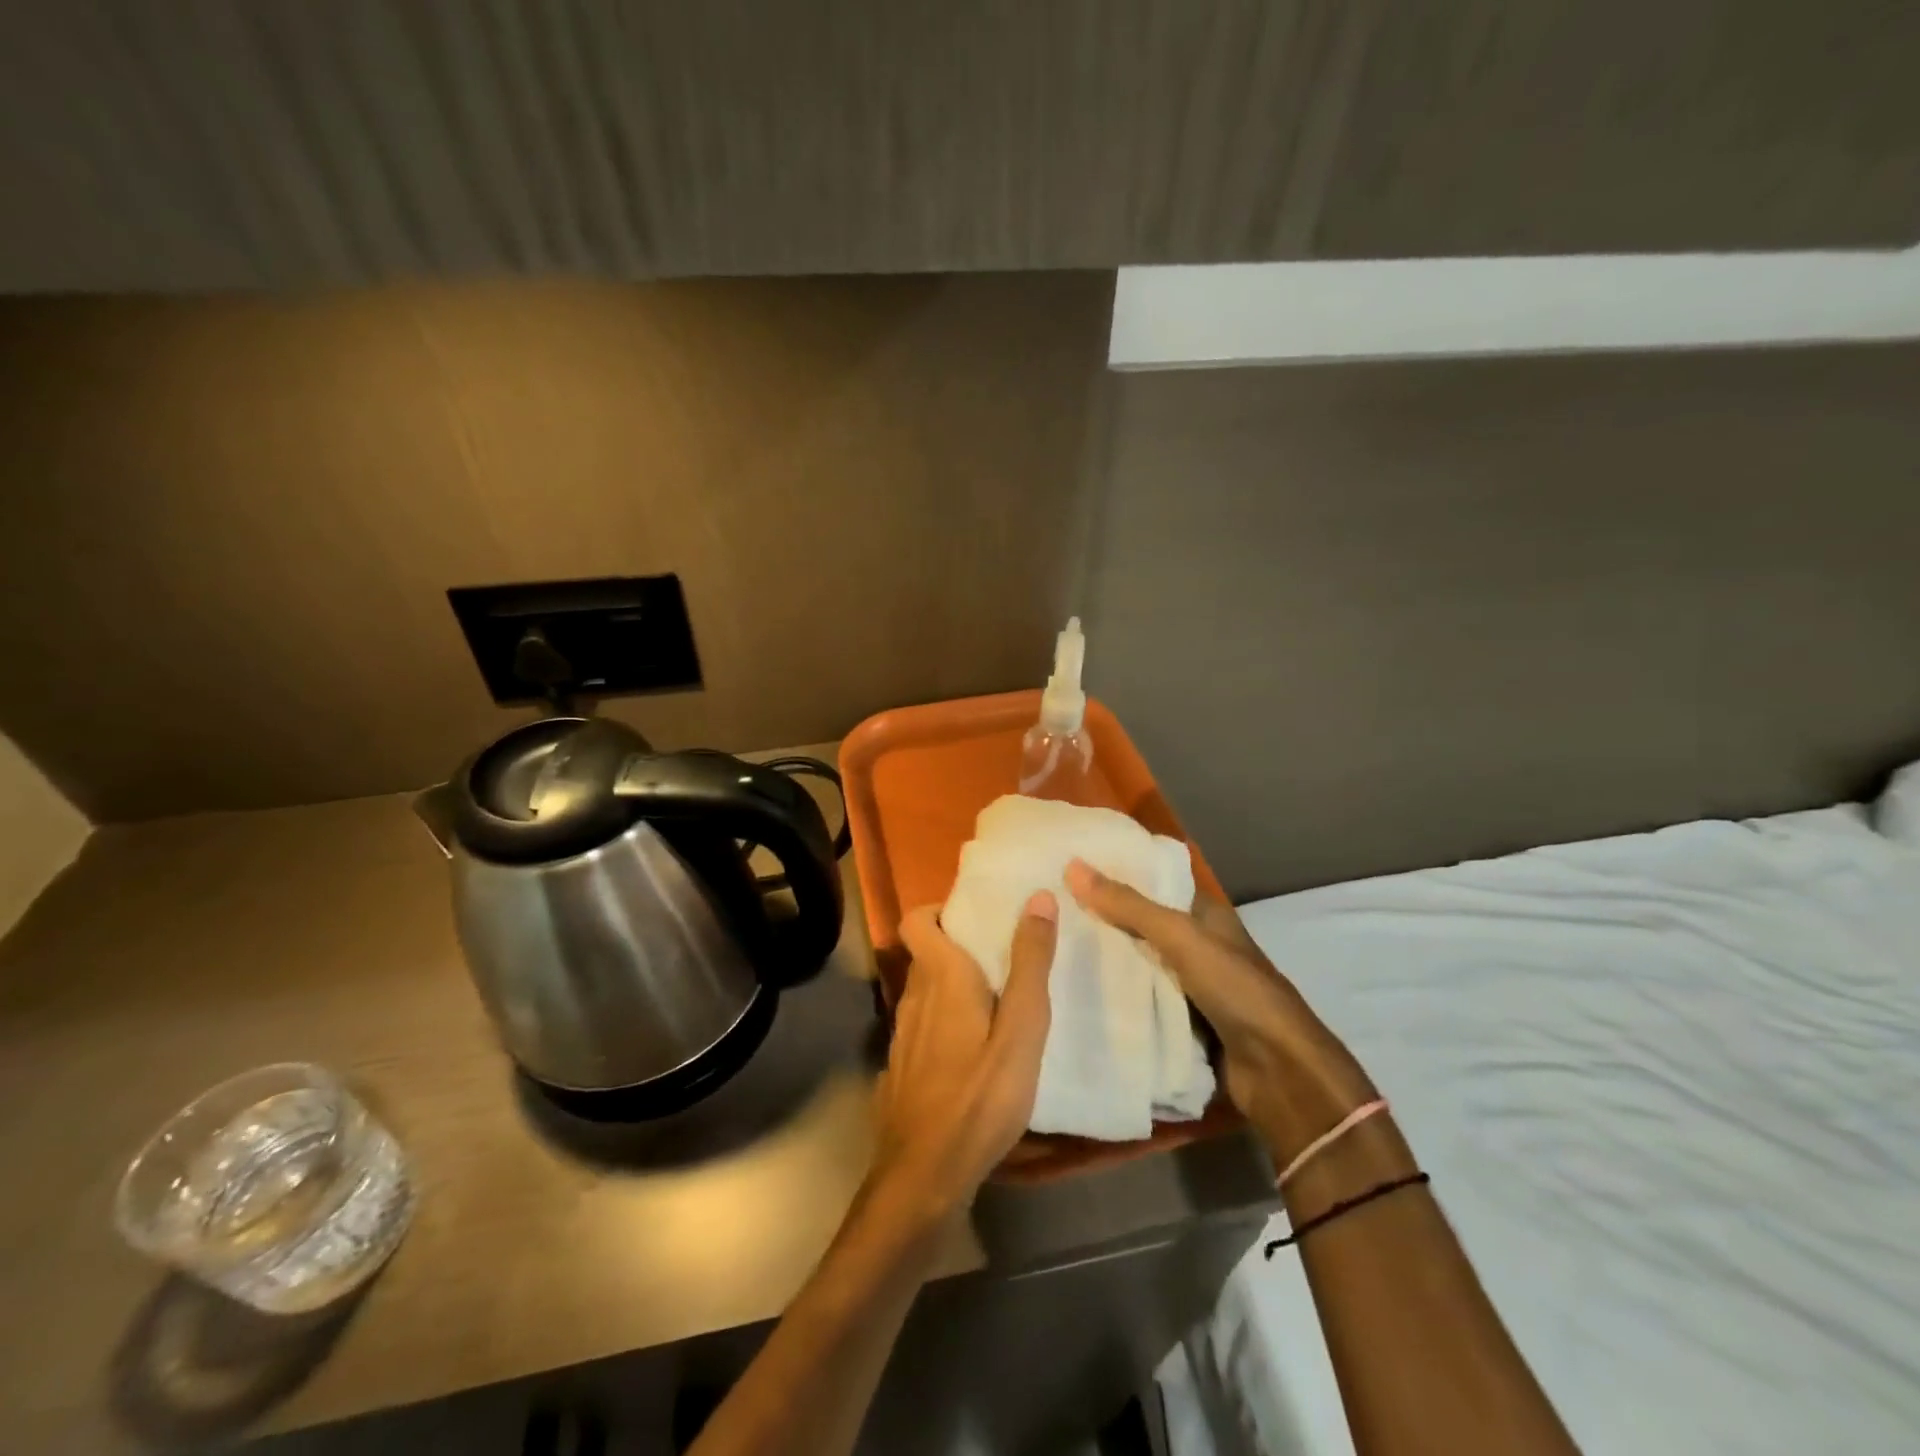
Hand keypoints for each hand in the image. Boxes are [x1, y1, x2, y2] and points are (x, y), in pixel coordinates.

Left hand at [871, 892, 1057, 1216]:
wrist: (925, 1175)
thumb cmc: (981, 1096)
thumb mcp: (1021, 1029)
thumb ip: (1029, 963)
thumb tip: (1037, 897)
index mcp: (940, 977)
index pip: (916, 919)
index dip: (939, 909)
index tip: (976, 915)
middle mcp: (914, 996)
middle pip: (926, 954)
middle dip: (958, 946)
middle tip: (1002, 956)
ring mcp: (903, 1035)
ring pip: (924, 992)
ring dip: (952, 987)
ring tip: (994, 1001)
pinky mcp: (902, 1068)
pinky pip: (922, 1027)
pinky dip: (943, 1022)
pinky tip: (971, 1051)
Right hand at [1063, 859, 1374, 1164]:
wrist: (1279, 1071)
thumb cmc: (1235, 989)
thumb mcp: (1181, 937)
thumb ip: (1129, 905)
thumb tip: (1073, 866)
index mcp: (1205, 915)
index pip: (1154, 882)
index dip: (1117, 872)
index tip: (1069, 867)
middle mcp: (1197, 944)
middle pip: (1142, 923)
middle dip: (1102, 917)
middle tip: (1049, 907)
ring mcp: (1190, 985)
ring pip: (1139, 963)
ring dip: (1106, 959)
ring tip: (1052, 945)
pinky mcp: (1181, 1020)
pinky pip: (1141, 999)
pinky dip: (1116, 995)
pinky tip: (1076, 989)